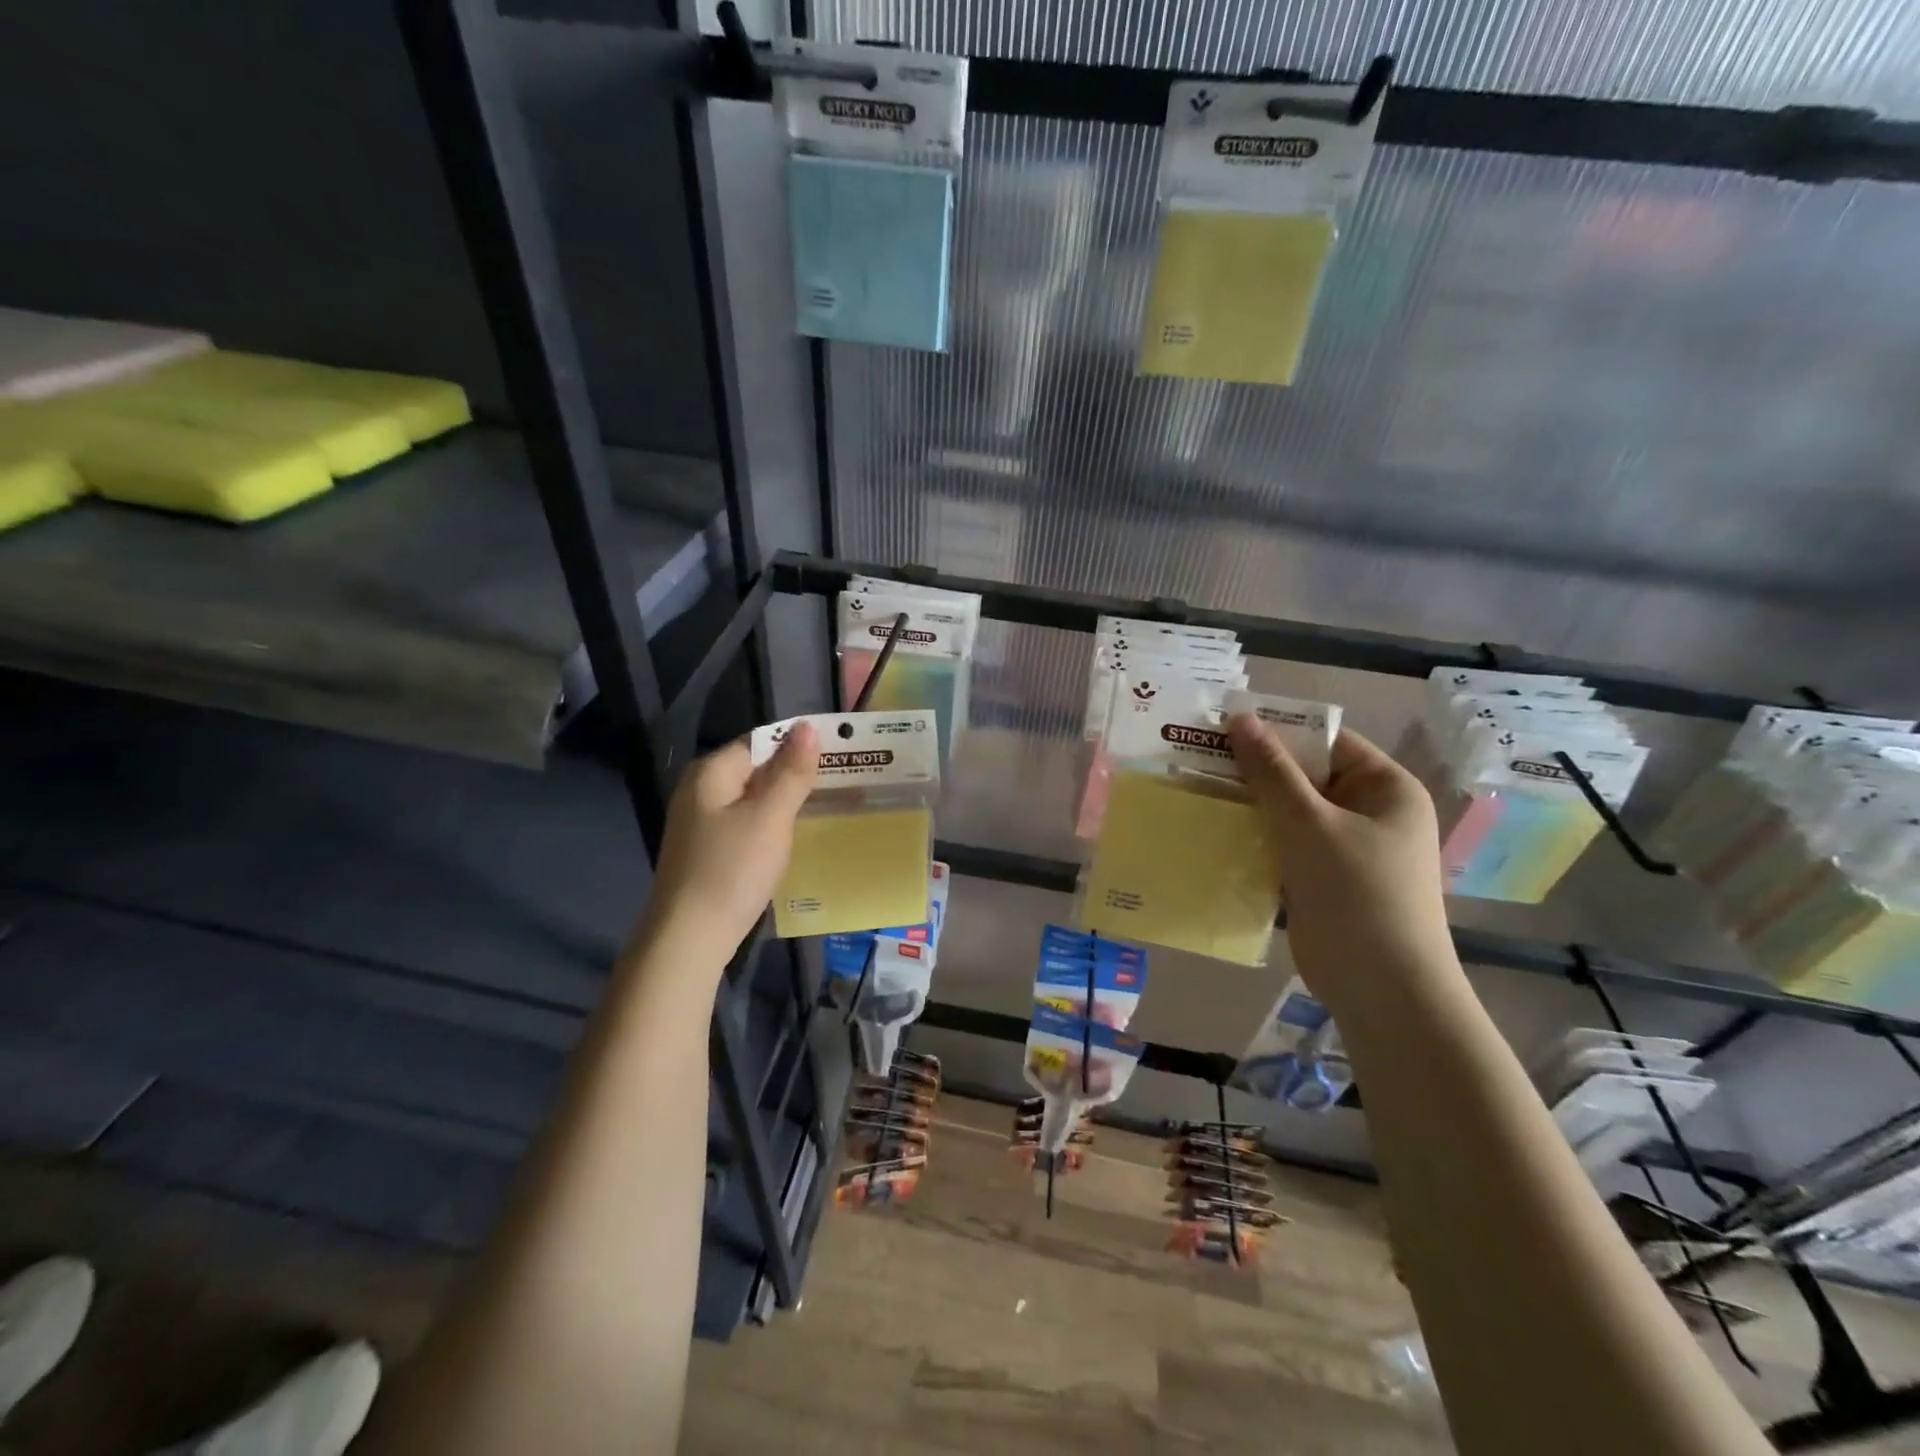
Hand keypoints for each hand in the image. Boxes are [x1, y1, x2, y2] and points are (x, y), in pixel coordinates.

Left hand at [639, 723, 817, 968]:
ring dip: (785, 801)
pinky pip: (745, 823)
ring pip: (752, 799)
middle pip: (755, 769)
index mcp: (711, 772)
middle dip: (794, 774)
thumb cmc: (732, 869)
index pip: (760, 741)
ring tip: (825, 806)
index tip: (837, 755)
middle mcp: (700, 790)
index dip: (797, 746)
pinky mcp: (706, 850)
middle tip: (839, 781)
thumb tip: (807, 727)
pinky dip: (770, 825)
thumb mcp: (771, 816)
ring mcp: (700, 823)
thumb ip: (791, 772)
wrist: (690, 939)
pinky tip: (791, 838)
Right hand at [1227, 715, 1460, 1013]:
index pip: (1326, 742)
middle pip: (1304, 777)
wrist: (1382, 989)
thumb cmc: (1356, 894)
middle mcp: (1369, 811)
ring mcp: (1346, 848)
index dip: (1276, 732)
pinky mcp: (1324, 879)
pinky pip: (1285, 845)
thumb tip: (1240, 718)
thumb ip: (1272, 772)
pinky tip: (1214, 833)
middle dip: (1255, 772)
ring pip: (1289, 813)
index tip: (1221, 730)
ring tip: (1197, 792)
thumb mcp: (1309, 824)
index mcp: (1385, 788)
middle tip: (1198, 761)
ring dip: (1250, 806)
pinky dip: (1255, 839)